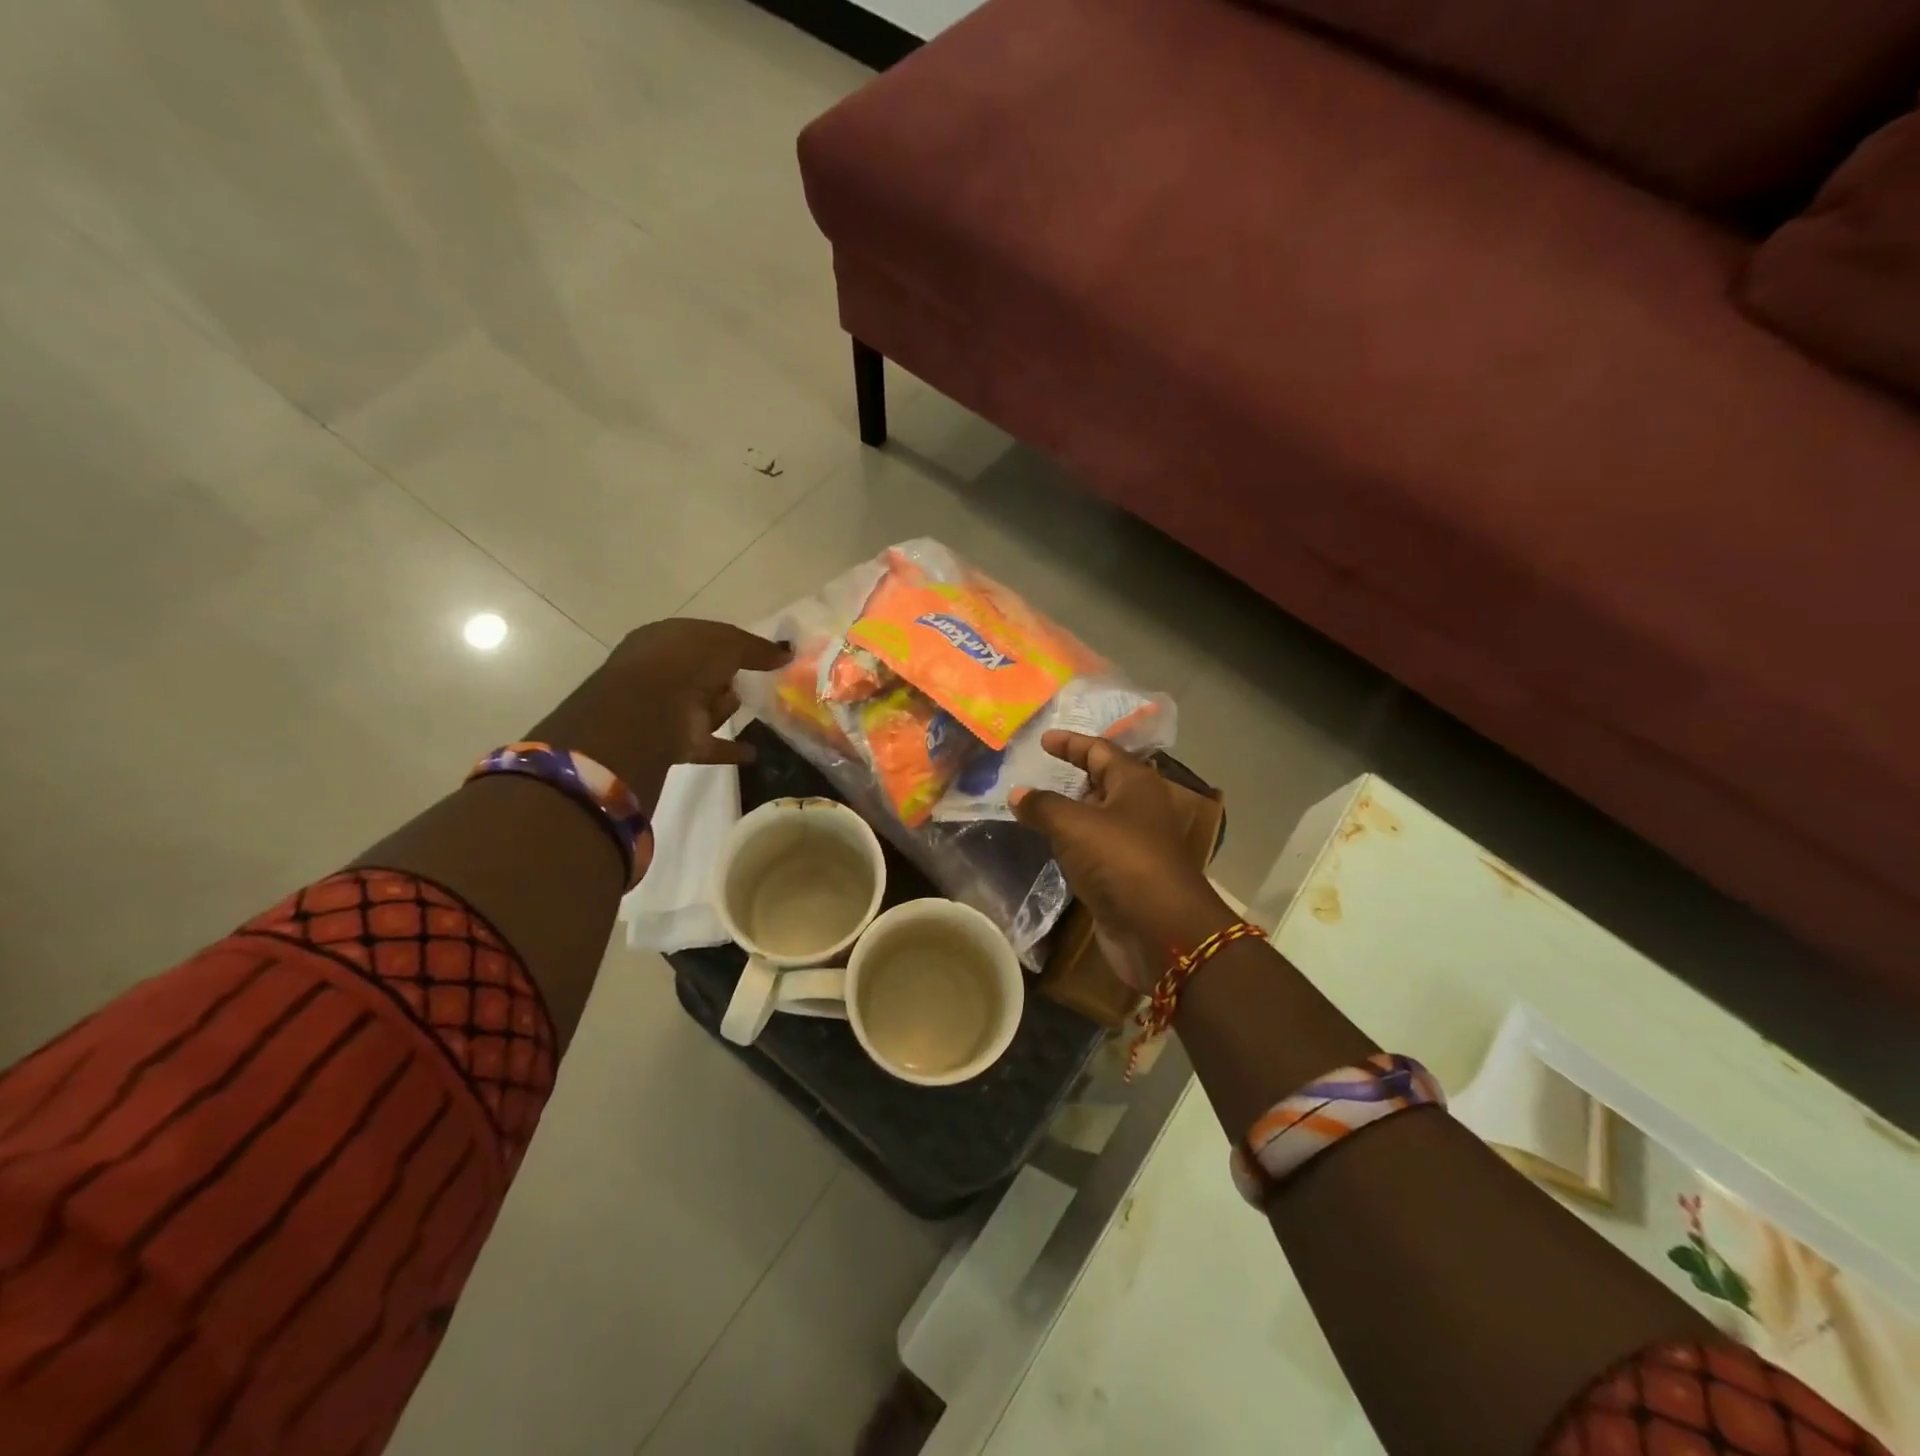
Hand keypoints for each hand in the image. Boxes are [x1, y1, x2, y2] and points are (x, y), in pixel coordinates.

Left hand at [528, 619, 789, 803]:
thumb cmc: (684, 662)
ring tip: (732, 705)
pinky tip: (753, 752)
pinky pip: (713, 745)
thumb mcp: (727, 643)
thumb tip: (787, 654)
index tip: (759, 654)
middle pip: (704, 676)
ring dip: (723, 709)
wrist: (650, 710)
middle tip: (751, 679)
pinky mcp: (678, 743)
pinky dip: (731, 749)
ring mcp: (669, 710)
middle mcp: (663, 674)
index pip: (703, 640)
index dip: (730, 645)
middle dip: (726, 679)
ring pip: (707, 709)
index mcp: (665, 641)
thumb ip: (758, 648)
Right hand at [1011, 732, 1235, 991]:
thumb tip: (1017, 793)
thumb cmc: (1121, 860)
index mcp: (1134, 783)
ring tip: (1033, 805)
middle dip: (1071, 774)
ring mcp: (1133, 843)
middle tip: (1035, 770)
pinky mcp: (1124, 874)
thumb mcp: (1075, 825)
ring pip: (1096, 816)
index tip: (1043, 739)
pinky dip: (1071, 841)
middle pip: (1102, 780)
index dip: (1071, 742)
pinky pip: (1093, 847)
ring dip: (1069, 810)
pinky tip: (1049, 844)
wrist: (1159, 929)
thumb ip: (1043, 805)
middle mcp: (1137, 807)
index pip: (1099, 750)